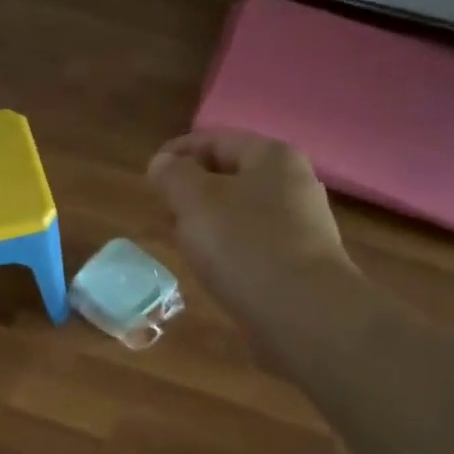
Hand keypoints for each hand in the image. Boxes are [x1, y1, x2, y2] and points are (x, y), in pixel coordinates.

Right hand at [147, 129, 357, 320]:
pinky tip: (213, 267)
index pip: (216, 140)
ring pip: (242, 211)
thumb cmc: (244, 246)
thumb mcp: (195, 202)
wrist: (303, 313)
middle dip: (194, 188)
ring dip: (210, 220)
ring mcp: (302, 225)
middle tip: (163, 208)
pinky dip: (229, 246)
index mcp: (272, 157)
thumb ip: (173, 176)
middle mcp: (294, 183)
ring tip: (182, 239)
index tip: (149, 172)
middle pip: (232, 175)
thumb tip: (163, 163)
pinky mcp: (301, 262)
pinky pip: (254, 242)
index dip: (178, 151)